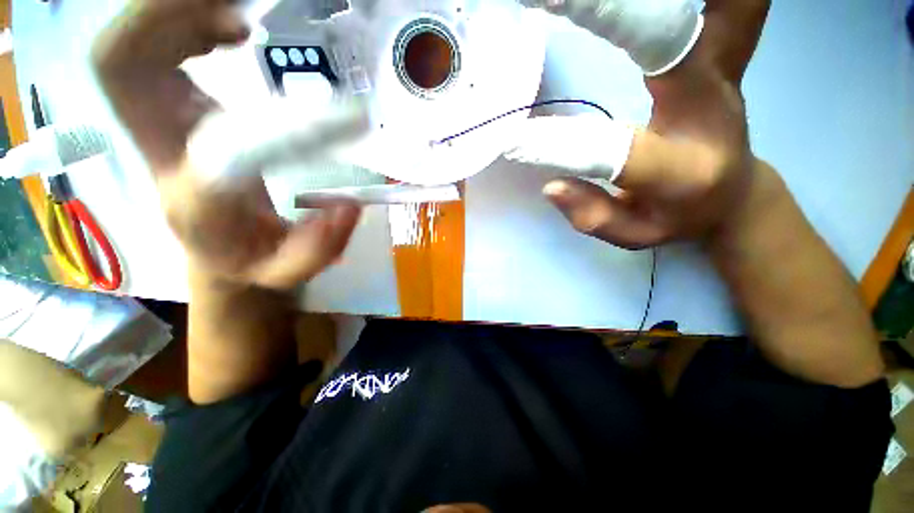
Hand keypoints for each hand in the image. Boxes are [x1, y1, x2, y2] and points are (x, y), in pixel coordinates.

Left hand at [92, 0, 360, 288]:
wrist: (218, 251)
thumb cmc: (253, 261)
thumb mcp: (290, 271)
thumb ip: (319, 248)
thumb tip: (350, 207)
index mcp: (199, 201)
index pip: (224, 149)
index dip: (284, 124)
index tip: (347, 115)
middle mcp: (161, 153)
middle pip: (123, 65)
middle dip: (166, 20)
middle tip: (241, 18)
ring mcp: (156, 121)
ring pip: (128, 47)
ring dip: (174, 13)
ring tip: (238, 16)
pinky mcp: (166, 106)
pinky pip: (145, 46)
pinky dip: (179, 20)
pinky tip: (227, 28)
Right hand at [515, 0, 770, 248]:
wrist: (735, 192)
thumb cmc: (678, 215)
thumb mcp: (634, 234)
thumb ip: (591, 215)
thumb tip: (550, 185)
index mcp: (683, 169)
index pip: (615, 153)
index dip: (559, 147)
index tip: (513, 139)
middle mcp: (710, 106)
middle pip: (676, 40)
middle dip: (617, 17)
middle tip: (555, 9)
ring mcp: (723, 68)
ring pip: (726, 7)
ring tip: (585, 3)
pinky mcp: (725, 49)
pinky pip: (729, 3)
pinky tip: (652, 0)